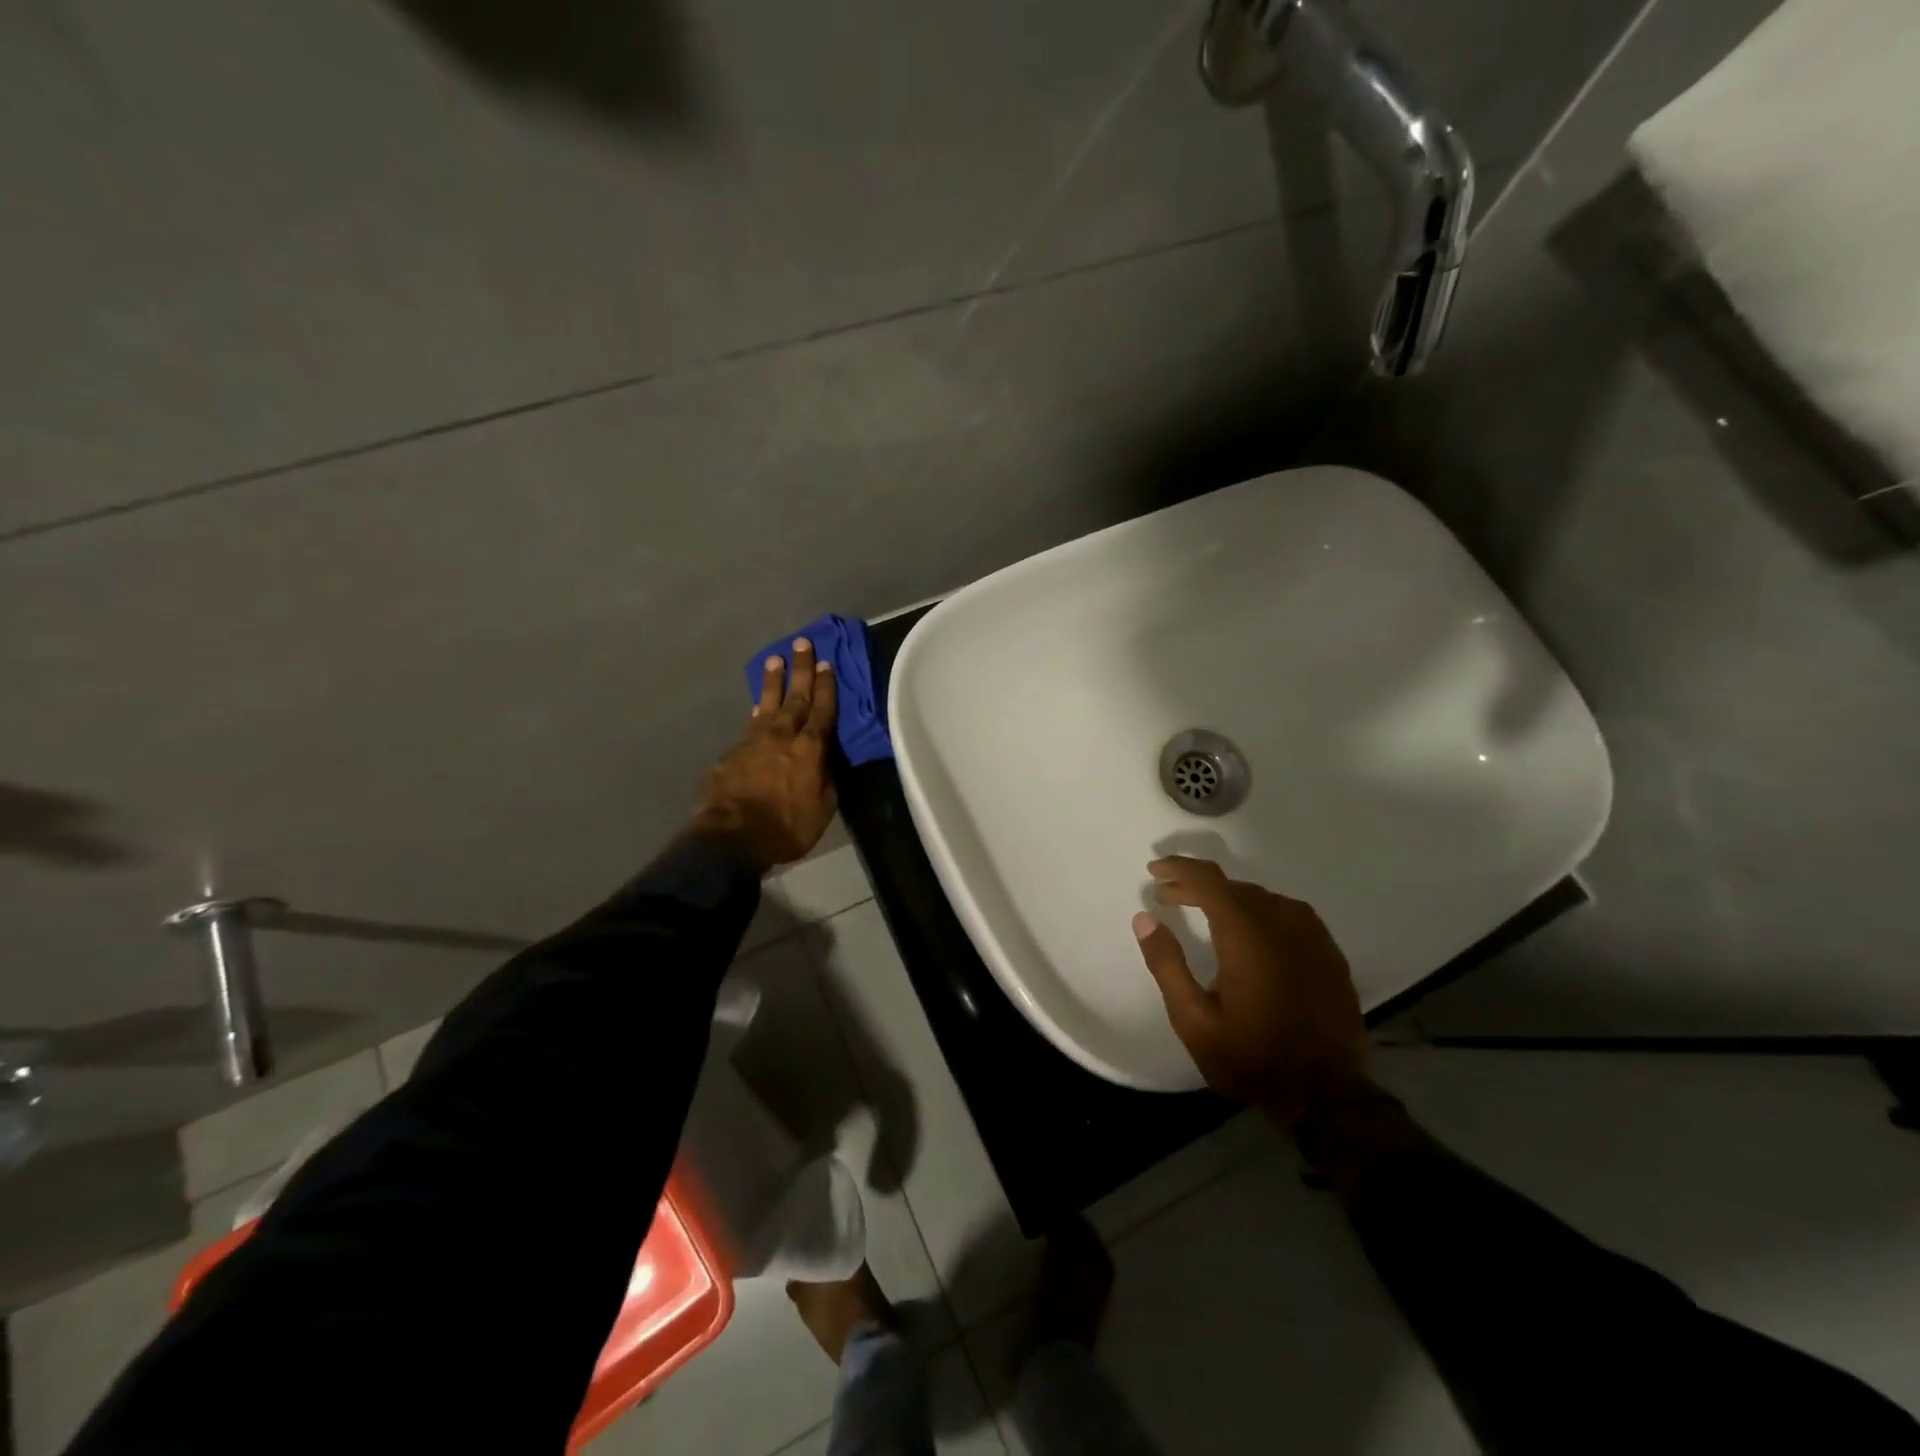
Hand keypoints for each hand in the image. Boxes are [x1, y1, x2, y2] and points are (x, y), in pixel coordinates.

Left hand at [693, 637, 837, 872]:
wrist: (732, 837)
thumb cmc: (787, 827)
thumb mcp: (823, 809)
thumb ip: (825, 779)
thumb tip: (824, 762)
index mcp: (811, 749)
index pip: (823, 710)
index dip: (826, 687)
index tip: (826, 663)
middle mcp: (783, 736)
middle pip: (795, 696)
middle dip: (801, 669)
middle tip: (802, 643)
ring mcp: (754, 741)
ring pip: (767, 703)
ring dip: (773, 681)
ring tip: (775, 659)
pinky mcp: (732, 753)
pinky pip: (749, 725)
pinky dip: (757, 712)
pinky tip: (757, 708)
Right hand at [1132, 857, 1372, 1130]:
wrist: (1326, 1097)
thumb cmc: (1251, 1058)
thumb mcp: (1193, 1021)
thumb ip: (1167, 964)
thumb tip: (1144, 918)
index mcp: (1246, 937)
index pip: (1209, 881)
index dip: (1179, 869)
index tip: (1154, 870)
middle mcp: (1282, 925)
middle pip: (1234, 886)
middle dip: (1197, 885)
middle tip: (1169, 896)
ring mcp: (1312, 938)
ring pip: (1263, 897)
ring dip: (1229, 897)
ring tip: (1205, 910)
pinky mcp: (1329, 954)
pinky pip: (1290, 913)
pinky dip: (1261, 909)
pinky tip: (1252, 928)